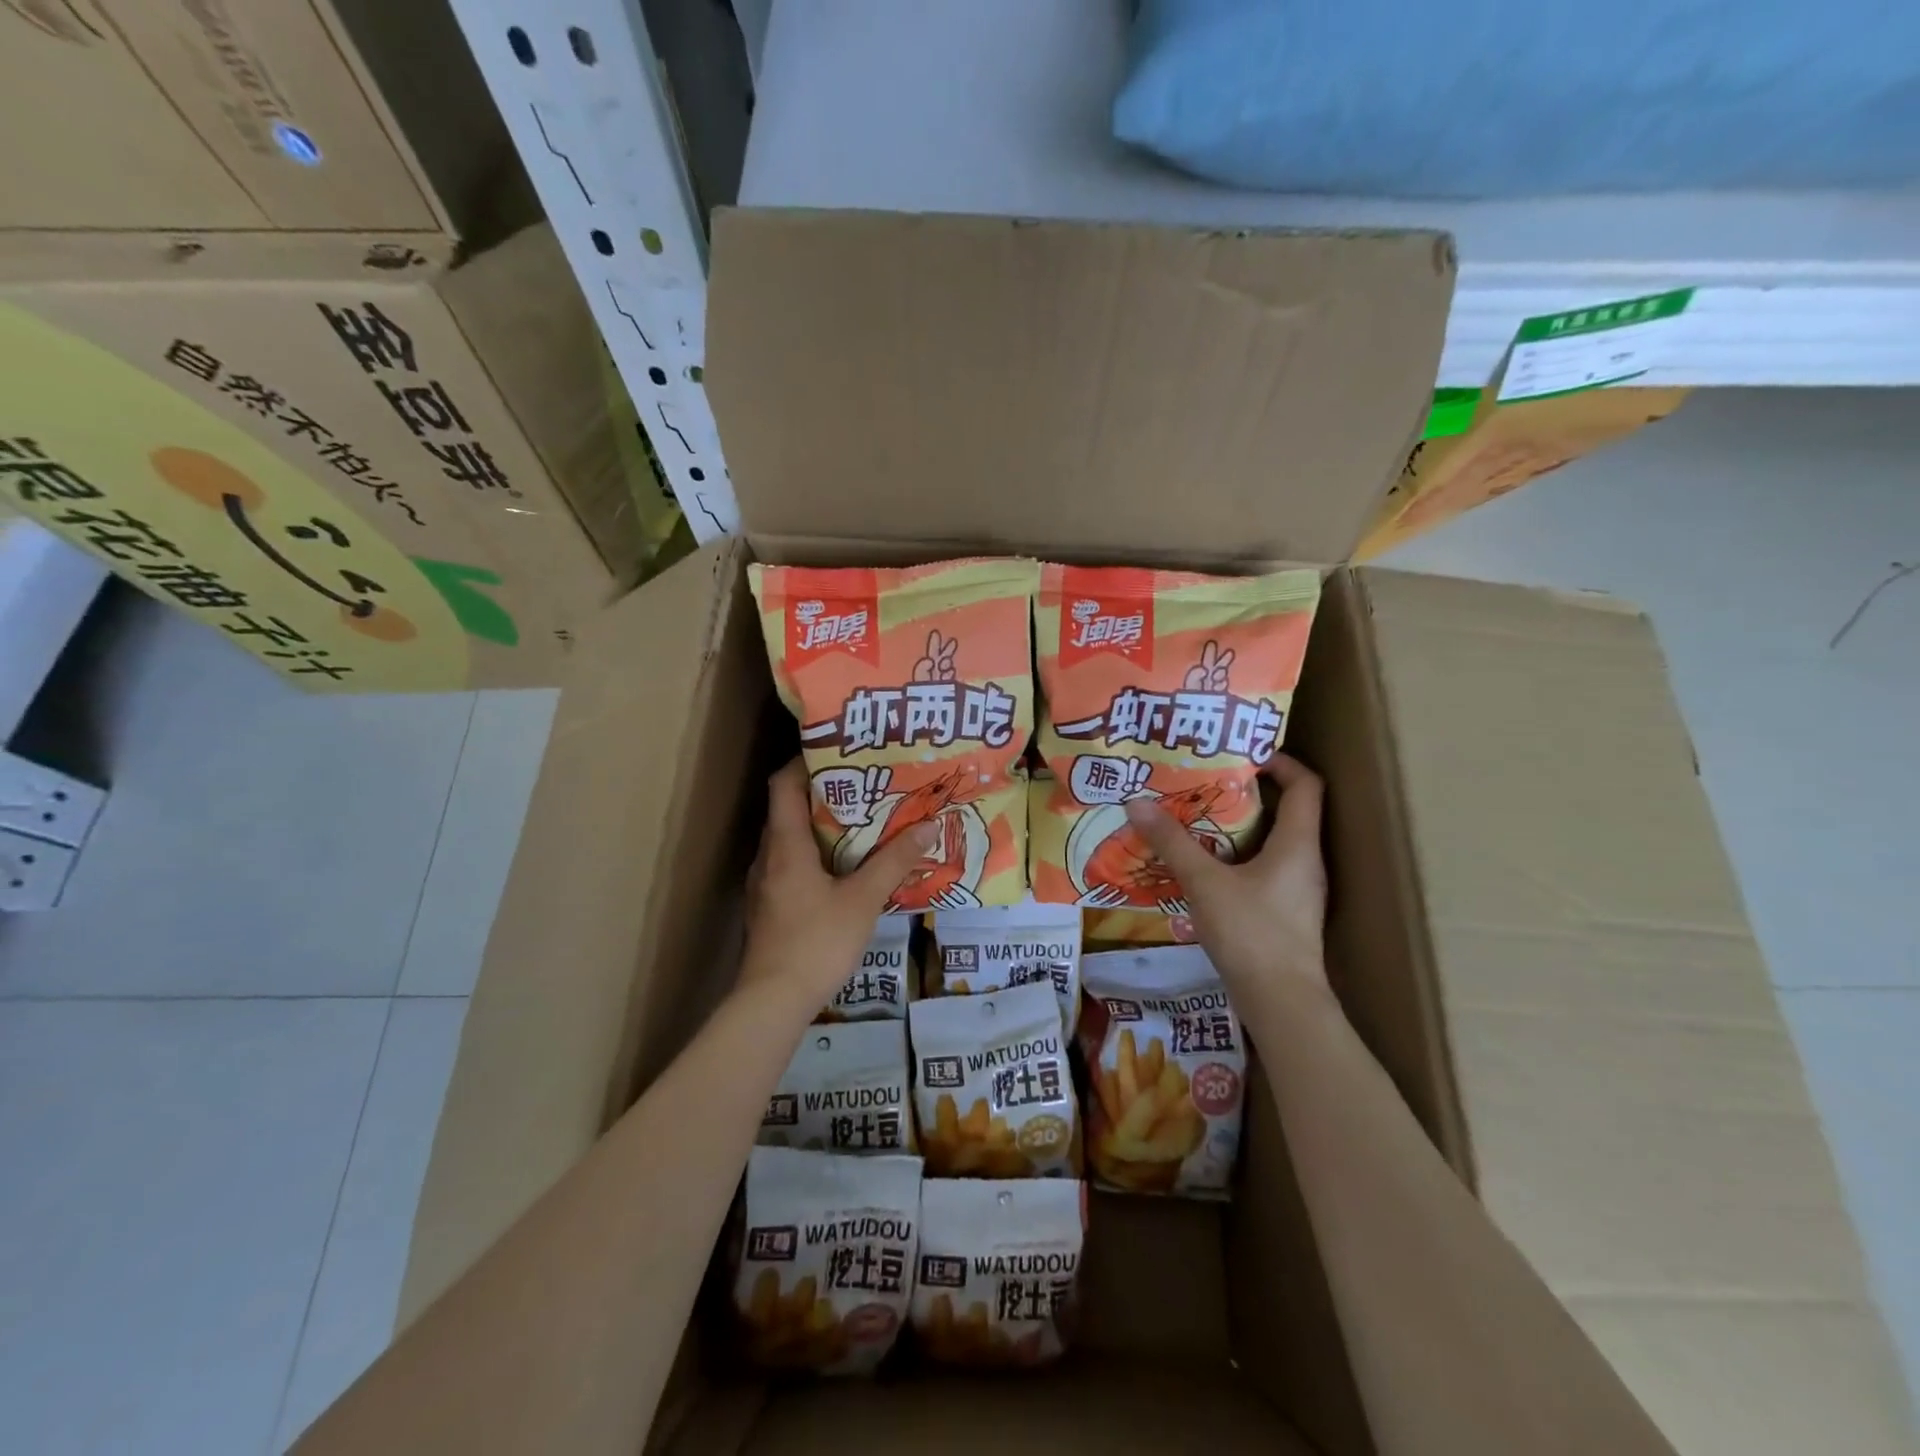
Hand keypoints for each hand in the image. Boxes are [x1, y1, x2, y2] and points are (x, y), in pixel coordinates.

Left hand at [738, 759, 935, 1012]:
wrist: (773, 1001)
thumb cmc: (817, 941)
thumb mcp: (864, 899)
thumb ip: (895, 862)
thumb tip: (929, 826)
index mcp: (785, 844)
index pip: (782, 784)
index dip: (804, 761)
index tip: (839, 752)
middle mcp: (767, 856)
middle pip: (787, 809)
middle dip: (822, 793)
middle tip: (864, 785)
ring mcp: (764, 883)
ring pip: (789, 839)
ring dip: (819, 826)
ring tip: (860, 821)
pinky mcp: (769, 906)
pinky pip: (790, 865)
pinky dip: (814, 855)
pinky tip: (844, 868)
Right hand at [1124, 755, 1328, 1012]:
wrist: (1282, 1003)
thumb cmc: (1251, 933)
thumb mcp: (1205, 882)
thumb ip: (1172, 842)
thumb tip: (1136, 802)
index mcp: (1298, 844)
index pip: (1307, 784)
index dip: (1281, 761)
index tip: (1244, 754)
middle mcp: (1305, 861)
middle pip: (1288, 811)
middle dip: (1248, 793)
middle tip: (1206, 782)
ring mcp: (1298, 890)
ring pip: (1273, 843)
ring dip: (1240, 827)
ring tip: (1198, 818)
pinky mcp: (1285, 913)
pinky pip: (1264, 869)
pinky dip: (1238, 858)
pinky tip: (1205, 865)